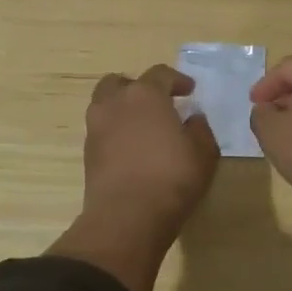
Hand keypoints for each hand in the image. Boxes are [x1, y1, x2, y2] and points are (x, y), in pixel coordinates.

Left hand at [82, 65, 218, 235]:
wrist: (127, 216)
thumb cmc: (172, 177)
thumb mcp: (203, 153)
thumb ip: (200, 129)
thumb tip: (192, 119)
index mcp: (145, 95)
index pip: (160, 74)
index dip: (177, 80)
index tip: (189, 91)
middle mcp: (115, 103)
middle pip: (121, 82)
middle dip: (139, 88)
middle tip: (157, 102)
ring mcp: (96, 127)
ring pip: (105, 104)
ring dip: (123, 109)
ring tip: (142, 126)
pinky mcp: (87, 153)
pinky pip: (102, 130)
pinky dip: (115, 132)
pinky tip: (132, 148)